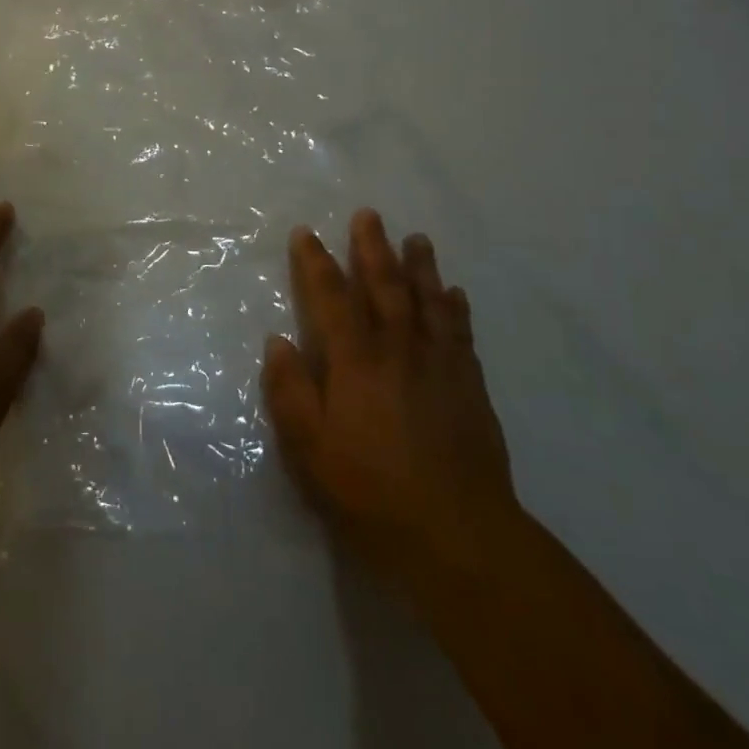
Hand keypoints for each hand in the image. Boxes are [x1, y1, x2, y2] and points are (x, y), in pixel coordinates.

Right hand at [261, 210, 517, 585]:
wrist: (457, 534)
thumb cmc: (370, 491)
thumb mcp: (310, 449)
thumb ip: (290, 391)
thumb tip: (278, 342)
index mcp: (355, 362)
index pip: (331, 298)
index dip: (315, 263)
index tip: (307, 232)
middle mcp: (398, 350)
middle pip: (384, 286)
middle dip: (373, 248)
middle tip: (369, 214)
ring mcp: (439, 366)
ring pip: (428, 301)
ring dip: (420, 267)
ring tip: (417, 239)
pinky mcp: (470, 387)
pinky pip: (461, 333)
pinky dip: (456, 308)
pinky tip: (455, 294)